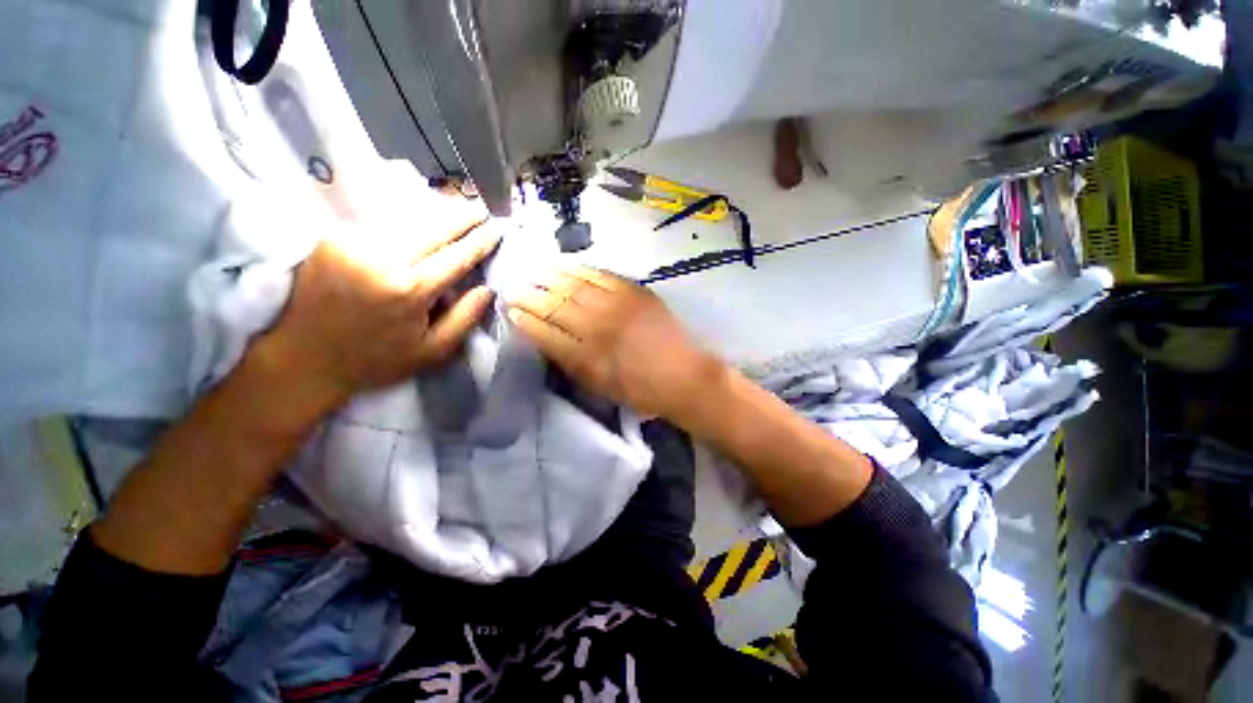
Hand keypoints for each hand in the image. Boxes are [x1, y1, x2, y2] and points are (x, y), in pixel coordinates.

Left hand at [251, 217, 500, 413]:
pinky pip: (380, 223)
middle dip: (461, 216)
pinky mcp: (332, 240)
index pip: (456, 257)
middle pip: (432, 228)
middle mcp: (381, 259)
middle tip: (481, 208)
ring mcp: (352, 245)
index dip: (480, 241)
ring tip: (457, 209)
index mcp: (409, 290)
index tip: (497, 228)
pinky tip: (420, 220)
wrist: (302, 359)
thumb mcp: (432, 351)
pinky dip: (405, 219)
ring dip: (435, 213)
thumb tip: (487, 290)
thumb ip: (464, 319)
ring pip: (405, 220)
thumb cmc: (375, 361)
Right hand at [506, 267, 722, 418]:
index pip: (546, 333)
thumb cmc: (640, 390)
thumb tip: (546, 338)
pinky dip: (579, 268)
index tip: (511, 311)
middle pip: (555, 305)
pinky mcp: (635, 292)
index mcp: (587, 357)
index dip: (526, 321)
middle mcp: (598, 327)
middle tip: (513, 287)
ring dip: (549, 277)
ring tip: (532, 271)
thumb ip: (570, 362)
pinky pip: (601, 275)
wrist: (683, 376)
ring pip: (574, 285)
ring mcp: (617, 305)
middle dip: (530, 295)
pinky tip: (565, 264)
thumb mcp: (599, 386)